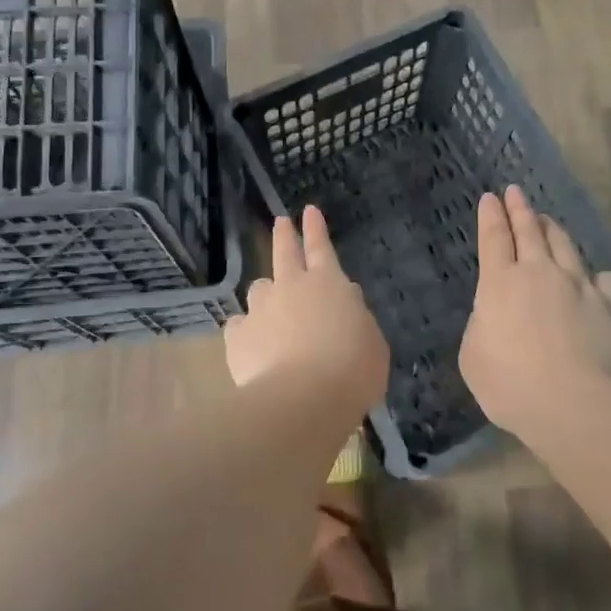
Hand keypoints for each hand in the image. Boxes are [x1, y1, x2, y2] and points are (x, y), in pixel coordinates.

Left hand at [224, 206, 387, 417]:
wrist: (303, 400)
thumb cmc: (351, 370)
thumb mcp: (372, 341)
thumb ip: (356, 316)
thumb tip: (343, 299)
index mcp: (327, 283)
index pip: (321, 246)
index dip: (315, 228)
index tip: (308, 210)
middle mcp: (290, 287)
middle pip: (284, 252)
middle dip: (284, 235)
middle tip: (281, 222)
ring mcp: (260, 310)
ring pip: (259, 289)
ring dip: (267, 293)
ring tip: (272, 308)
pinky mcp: (238, 337)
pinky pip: (241, 326)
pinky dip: (248, 330)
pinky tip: (253, 345)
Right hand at [459, 186, 610, 433]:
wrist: (571, 404)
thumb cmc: (509, 383)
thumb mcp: (473, 355)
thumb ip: (482, 326)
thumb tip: (495, 315)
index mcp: (500, 283)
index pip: (493, 238)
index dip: (491, 216)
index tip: (491, 197)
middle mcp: (540, 273)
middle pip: (530, 231)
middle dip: (520, 209)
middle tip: (516, 193)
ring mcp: (580, 287)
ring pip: (566, 247)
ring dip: (554, 231)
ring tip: (549, 221)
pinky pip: (604, 282)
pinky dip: (596, 277)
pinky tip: (596, 279)